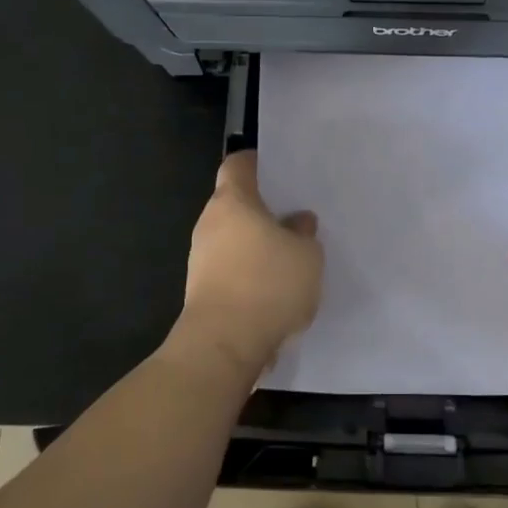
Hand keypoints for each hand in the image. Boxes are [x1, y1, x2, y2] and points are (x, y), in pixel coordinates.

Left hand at [167, 151, 323, 381]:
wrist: (223, 346)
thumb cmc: (267, 284)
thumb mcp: (307, 255)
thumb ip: (304, 233)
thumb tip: (297, 222)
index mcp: (232, 201)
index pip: (237, 165)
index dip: (256, 162)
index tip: (277, 167)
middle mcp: (210, 224)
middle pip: (234, 203)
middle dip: (262, 208)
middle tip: (294, 214)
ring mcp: (201, 259)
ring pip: (232, 238)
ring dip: (256, 244)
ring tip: (290, 254)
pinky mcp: (202, 291)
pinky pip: (230, 269)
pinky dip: (249, 272)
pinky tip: (275, 288)